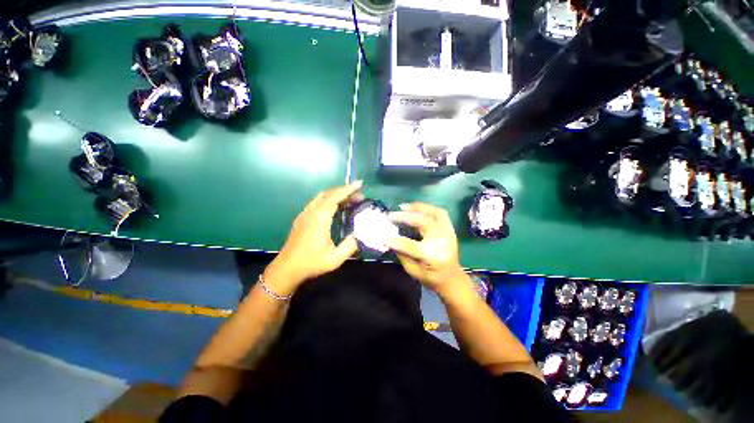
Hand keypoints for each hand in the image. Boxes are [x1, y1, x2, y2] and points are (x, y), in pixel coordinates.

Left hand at [264, 181, 361, 293]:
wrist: (287, 268)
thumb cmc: (311, 263)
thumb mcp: (335, 258)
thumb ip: (350, 245)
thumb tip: (359, 234)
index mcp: (319, 219)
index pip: (335, 197)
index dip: (348, 189)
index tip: (360, 184)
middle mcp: (311, 212)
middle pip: (328, 193)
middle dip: (344, 191)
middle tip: (359, 195)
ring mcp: (305, 214)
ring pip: (321, 197)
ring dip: (336, 194)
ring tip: (350, 199)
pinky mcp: (302, 218)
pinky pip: (317, 202)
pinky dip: (329, 199)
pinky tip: (336, 207)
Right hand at [387, 203, 471, 296]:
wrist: (452, 278)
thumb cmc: (432, 278)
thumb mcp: (413, 271)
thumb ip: (402, 254)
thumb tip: (390, 239)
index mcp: (432, 256)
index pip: (410, 245)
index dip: (395, 240)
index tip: (383, 236)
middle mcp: (441, 241)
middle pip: (423, 222)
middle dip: (405, 217)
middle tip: (391, 215)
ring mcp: (448, 233)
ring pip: (434, 212)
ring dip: (418, 207)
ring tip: (404, 207)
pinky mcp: (449, 229)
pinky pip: (440, 213)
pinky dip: (427, 208)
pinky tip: (416, 209)